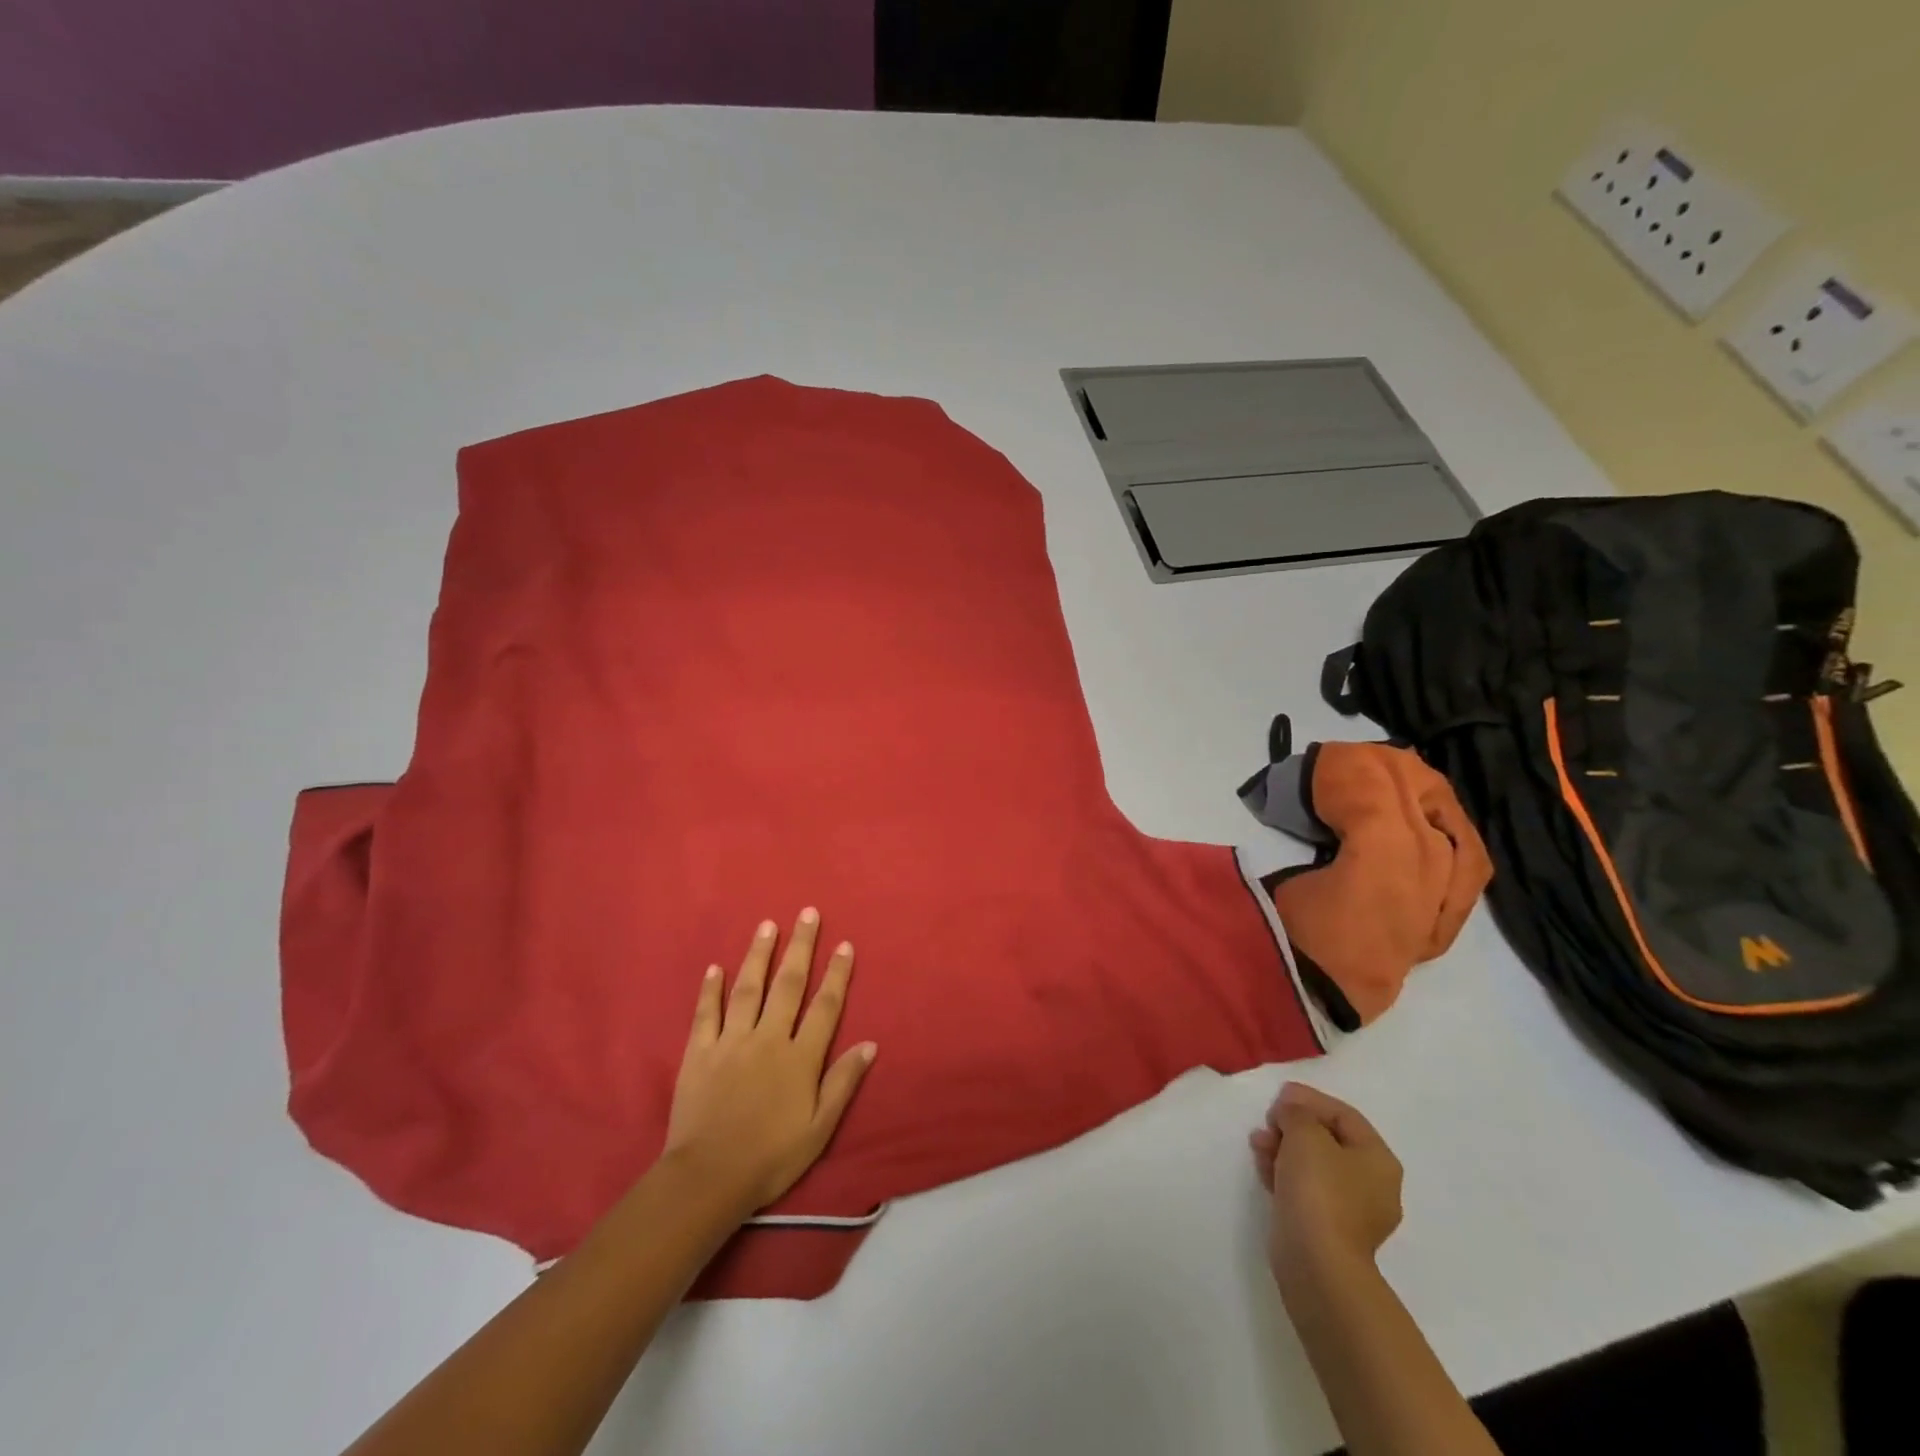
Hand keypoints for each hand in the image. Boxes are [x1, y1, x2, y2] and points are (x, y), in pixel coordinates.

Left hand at [662, 908, 876, 1215]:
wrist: (708, 1178)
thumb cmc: (770, 1157)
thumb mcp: (819, 1128)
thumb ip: (843, 1082)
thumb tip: (870, 1043)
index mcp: (799, 1057)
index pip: (825, 1006)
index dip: (837, 974)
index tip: (844, 945)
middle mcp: (768, 1038)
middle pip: (788, 984)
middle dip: (801, 946)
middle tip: (808, 913)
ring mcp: (730, 1042)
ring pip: (748, 988)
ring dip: (759, 954)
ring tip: (767, 925)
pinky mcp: (698, 1052)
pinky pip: (706, 1013)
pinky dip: (710, 989)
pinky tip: (715, 968)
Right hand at [1249, 1082, 1402, 1282]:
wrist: (1316, 1261)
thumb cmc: (1319, 1189)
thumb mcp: (1305, 1133)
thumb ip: (1296, 1111)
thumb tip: (1290, 1109)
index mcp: (1378, 1160)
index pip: (1344, 1115)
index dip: (1310, 1099)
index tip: (1279, 1096)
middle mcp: (1372, 1185)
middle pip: (1328, 1139)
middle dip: (1293, 1125)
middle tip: (1268, 1120)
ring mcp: (1351, 1211)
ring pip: (1313, 1164)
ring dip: (1284, 1146)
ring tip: (1258, 1142)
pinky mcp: (1328, 1228)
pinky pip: (1306, 1188)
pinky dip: (1284, 1172)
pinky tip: (1263, 1166)